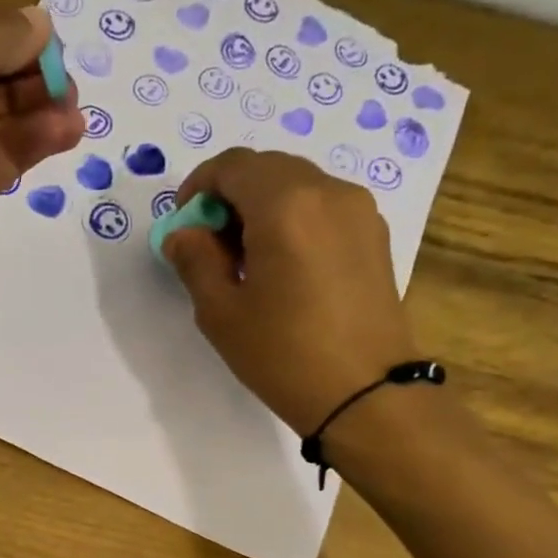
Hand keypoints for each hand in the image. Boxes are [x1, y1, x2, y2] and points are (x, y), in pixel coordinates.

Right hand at [162, 149, 418, 435]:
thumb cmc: (282, 354)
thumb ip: (194, 260)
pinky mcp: (374, 234)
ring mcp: (359, 210)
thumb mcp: (220, 312)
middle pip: (267, 169)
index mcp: (285, 205)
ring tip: (247, 261)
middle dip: (231, 196)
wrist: (364, 393)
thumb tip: (184, 233)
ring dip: (262, 207)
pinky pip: (323, 206)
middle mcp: (328, 192)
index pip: (233, 165)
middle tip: (211, 245)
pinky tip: (283, 267)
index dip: (199, 186)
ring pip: (297, 185)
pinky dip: (293, 219)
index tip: (185, 223)